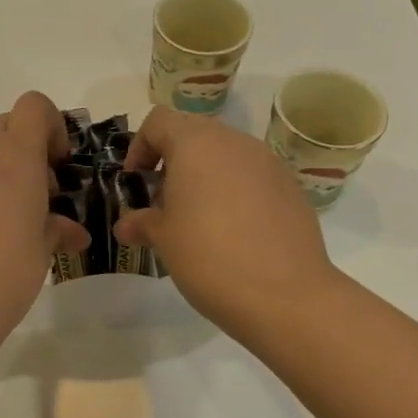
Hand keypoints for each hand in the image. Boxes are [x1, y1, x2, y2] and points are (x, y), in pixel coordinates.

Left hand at [0, 92, 90, 346]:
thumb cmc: (6, 270)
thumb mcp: (43, 250)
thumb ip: (57, 229)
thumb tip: (72, 233)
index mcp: (15, 154)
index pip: (35, 106)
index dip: (50, 126)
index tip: (55, 163)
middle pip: (1, 124)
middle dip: (19, 149)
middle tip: (29, 193)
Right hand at [117, 107, 343, 346]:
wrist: (286, 296)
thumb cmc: (209, 256)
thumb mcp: (163, 239)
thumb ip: (141, 222)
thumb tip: (126, 224)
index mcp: (196, 144)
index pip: (159, 122)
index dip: (140, 147)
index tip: (136, 182)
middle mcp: (234, 142)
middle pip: (193, 134)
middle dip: (172, 161)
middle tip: (163, 202)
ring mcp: (268, 163)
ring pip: (225, 155)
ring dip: (205, 175)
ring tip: (197, 218)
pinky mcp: (290, 188)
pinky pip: (252, 176)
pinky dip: (234, 191)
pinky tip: (233, 231)